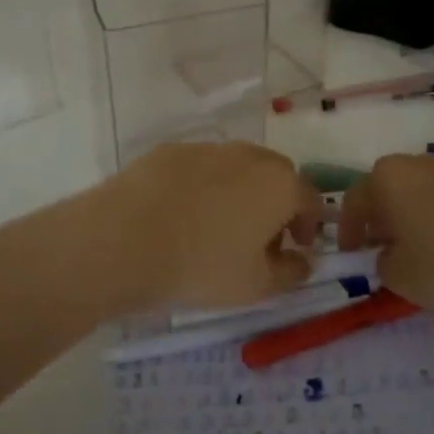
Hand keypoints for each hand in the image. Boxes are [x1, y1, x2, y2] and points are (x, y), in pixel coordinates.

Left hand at [64, 142, 324, 316]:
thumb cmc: (202, 266)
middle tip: (260, 239)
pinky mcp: (168, 151)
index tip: (297, 249)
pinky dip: (200, 187)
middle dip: (275, 204)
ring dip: (238, 192)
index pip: (310, 199)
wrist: (124, 240)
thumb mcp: (257, 286)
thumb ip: (291, 272)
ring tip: (217, 228)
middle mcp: (248, 155)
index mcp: (279, 183)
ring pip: (235, 168)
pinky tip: (181, 215)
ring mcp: (205, 148)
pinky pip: (198, 168)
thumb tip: (302, 260)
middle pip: (274, 176)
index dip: (309, 226)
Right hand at [336, 154, 433, 338]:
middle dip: (380, 217)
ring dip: (411, 216)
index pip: (355, 200)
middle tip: (381, 248)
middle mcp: (417, 164)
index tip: (351, 254)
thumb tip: (389, 255)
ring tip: (416, 250)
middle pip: (387, 188)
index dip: (349, 229)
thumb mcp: (400, 277)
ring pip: (419, 191)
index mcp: (387, 178)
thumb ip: (383, 263)